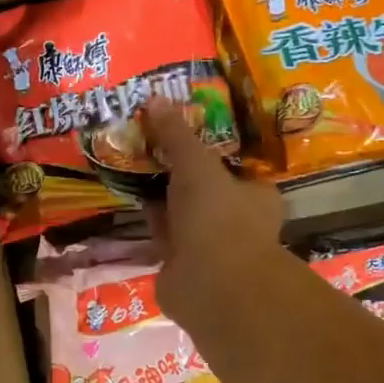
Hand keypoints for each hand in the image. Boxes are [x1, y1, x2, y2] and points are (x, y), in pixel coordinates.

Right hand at [141, 96, 285, 330]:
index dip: (207, 150)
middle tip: (148, 145)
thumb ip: (177, 134)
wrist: (212, 286)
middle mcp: (237, 222)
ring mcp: (210, 248)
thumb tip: (156, 97)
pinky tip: (128, 202)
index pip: (233, 167)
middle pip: (204, 190)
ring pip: (182, 214)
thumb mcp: (197, 164)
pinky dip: (148, 221)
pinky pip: (162, 235)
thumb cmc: (219, 217)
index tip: (179, 132)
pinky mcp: (182, 268)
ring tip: (132, 167)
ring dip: (161, 198)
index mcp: (255, 196)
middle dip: (179, 173)